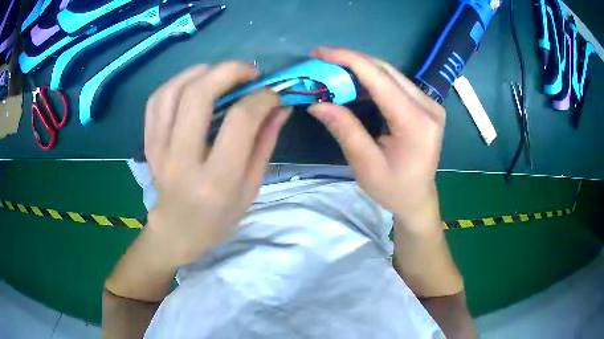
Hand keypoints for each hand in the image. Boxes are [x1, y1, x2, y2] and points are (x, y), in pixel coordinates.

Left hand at [144, 62, 290, 264]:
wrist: (177, 229)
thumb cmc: (219, 216)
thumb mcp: (251, 187)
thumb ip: (265, 143)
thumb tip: (280, 106)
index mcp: (216, 179)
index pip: (240, 121)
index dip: (260, 98)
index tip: (272, 93)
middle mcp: (182, 160)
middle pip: (198, 95)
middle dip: (228, 71)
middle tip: (248, 71)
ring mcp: (159, 149)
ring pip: (173, 91)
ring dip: (200, 71)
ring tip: (220, 72)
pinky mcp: (148, 143)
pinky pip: (156, 100)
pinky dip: (176, 82)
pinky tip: (193, 83)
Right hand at [308, 48, 445, 229]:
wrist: (418, 199)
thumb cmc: (394, 189)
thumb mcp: (366, 165)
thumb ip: (345, 130)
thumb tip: (317, 102)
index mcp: (416, 122)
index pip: (379, 79)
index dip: (348, 60)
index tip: (320, 52)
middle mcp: (428, 106)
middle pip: (386, 70)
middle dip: (351, 61)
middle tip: (321, 61)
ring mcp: (429, 104)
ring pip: (391, 74)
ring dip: (360, 69)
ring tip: (333, 71)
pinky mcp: (426, 105)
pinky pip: (396, 83)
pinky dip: (372, 80)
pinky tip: (354, 83)